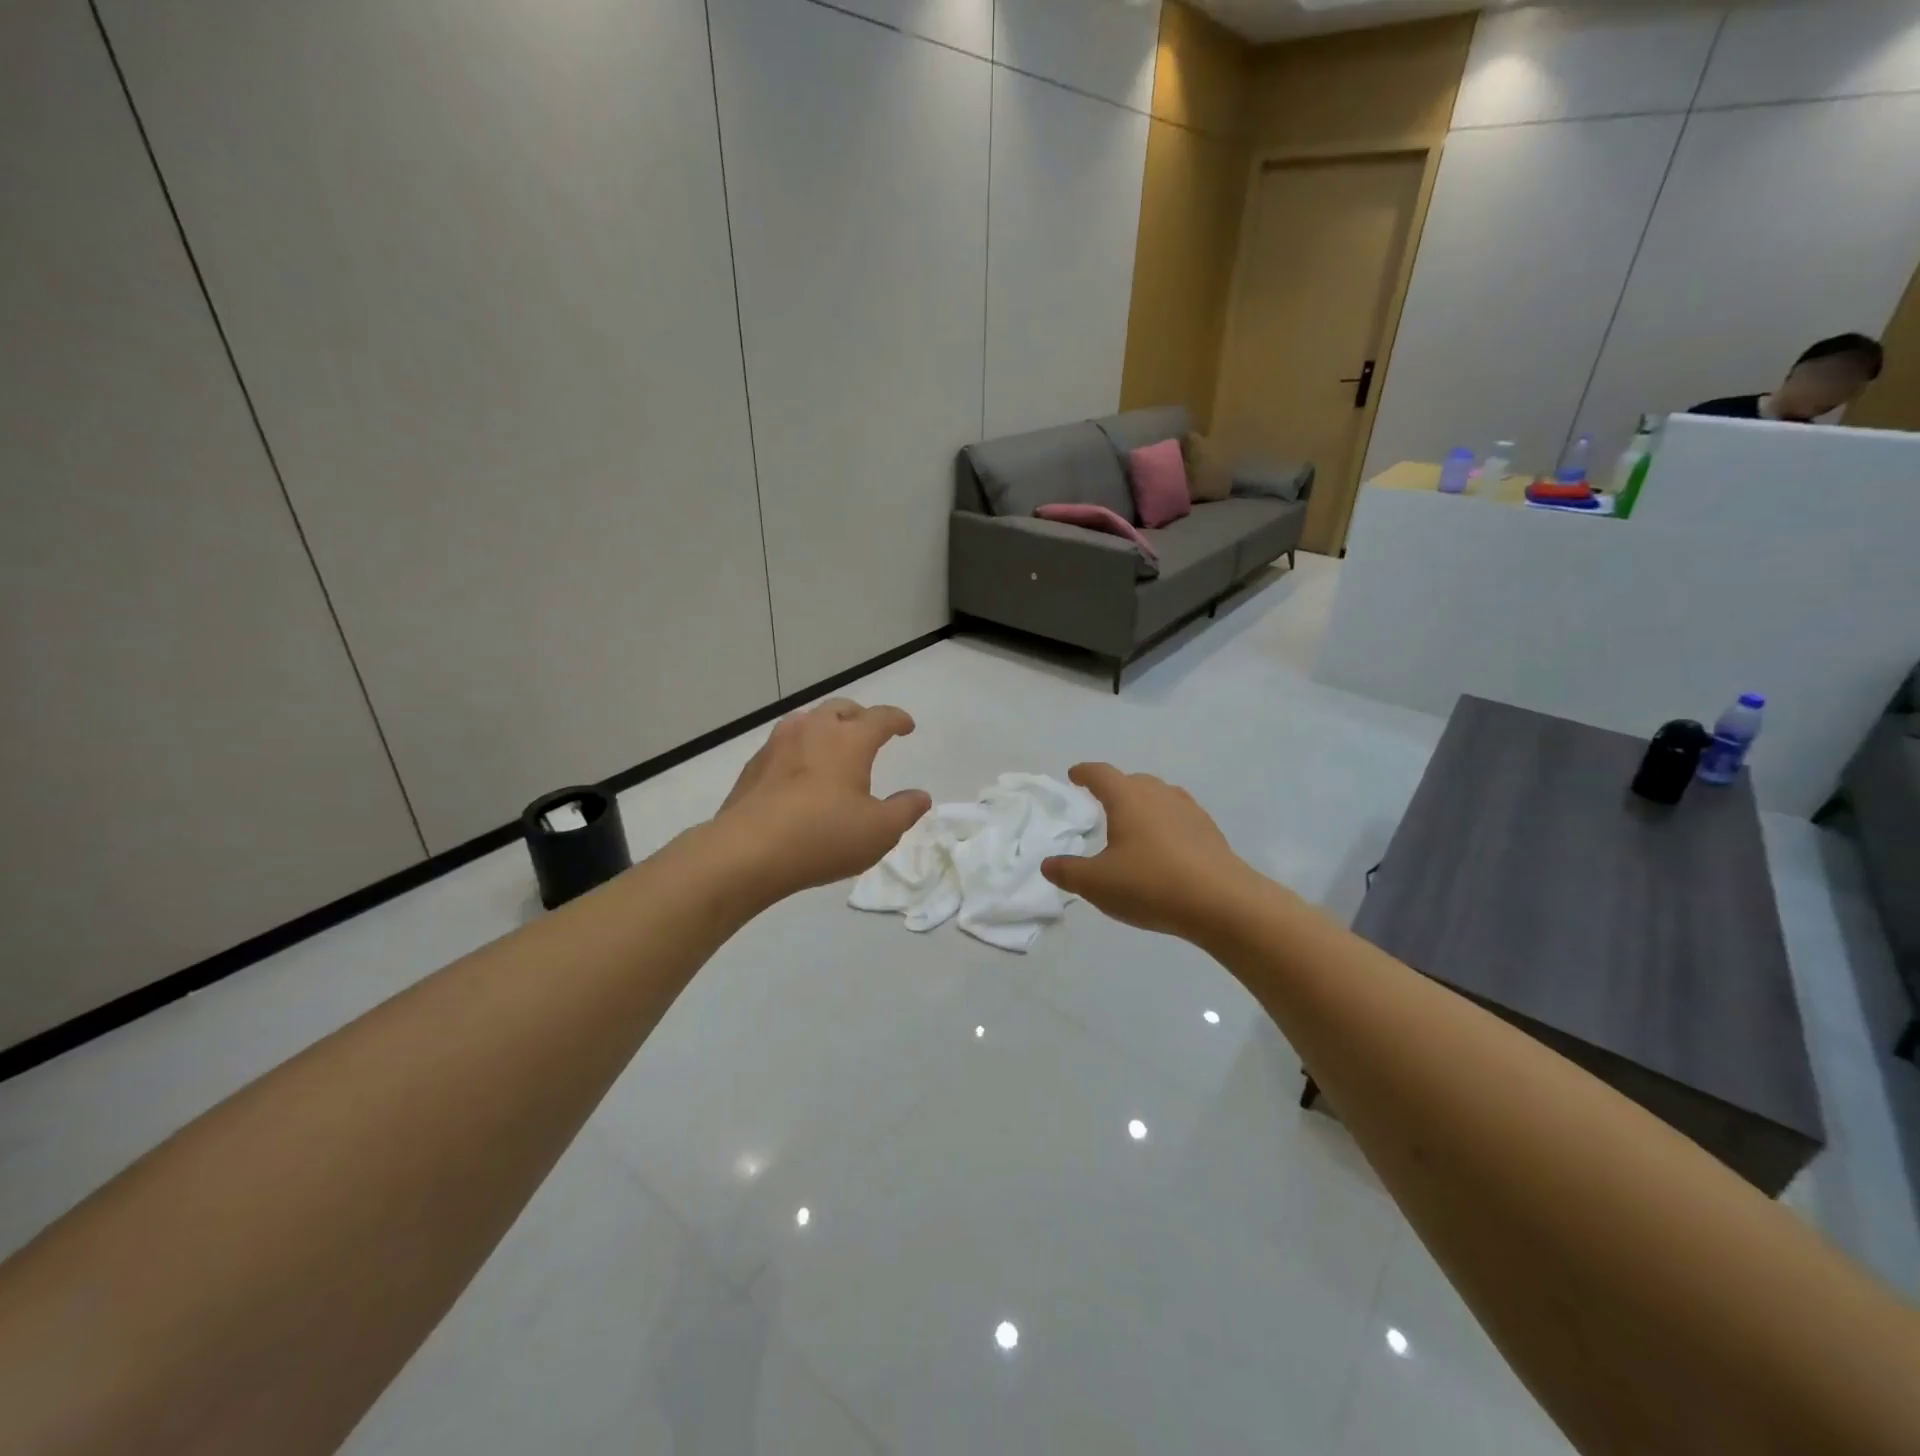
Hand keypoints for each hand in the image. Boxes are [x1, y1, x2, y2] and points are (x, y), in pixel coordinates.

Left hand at [714, 698, 930, 903]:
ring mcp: (778, 744)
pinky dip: (800, 749)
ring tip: (832, 746)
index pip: (880, 718)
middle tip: (869, 731)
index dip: (897, 720)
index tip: (906, 726)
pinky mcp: (754, 765)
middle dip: (860, 716)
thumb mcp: (879, 831)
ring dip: (826, 727)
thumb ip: (905, 810)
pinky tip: (799, 773)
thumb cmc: (823, 836)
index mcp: (849, 740)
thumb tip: (920, 796)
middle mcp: (814, 730)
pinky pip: (784, 744)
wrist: (747, 851)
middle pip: (841, 709)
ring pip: (808, 721)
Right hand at [1041, 763, 1256, 937]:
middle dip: (1115, 788)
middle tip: (1102, 803)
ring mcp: (1189, 811)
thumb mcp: (1096, 884)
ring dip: (1143, 804)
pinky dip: (1165, 824)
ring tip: (1134, 824)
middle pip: (1133, 781)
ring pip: (1160, 797)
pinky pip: (1179, 817)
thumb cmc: (1150, 884)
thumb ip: (1068, 872)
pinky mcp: (1209, 831)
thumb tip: (1048, 864)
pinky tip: (1164, 847)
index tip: (1075, 775)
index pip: (1101, 774)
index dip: (1085, 773)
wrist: (1221, 903)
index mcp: (1128, 798)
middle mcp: (1159, 795)